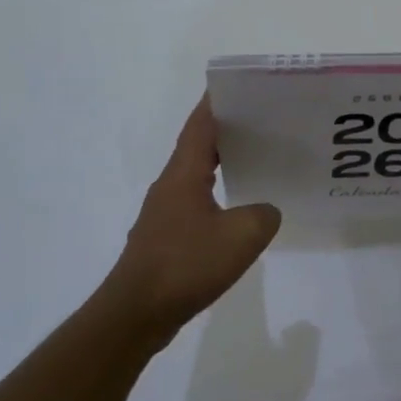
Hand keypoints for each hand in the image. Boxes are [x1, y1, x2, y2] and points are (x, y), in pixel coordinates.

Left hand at [107, 96, 280, 345]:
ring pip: (196, 177)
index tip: (240, 87)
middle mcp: (170, 186)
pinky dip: (217, 197)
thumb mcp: (242, 235)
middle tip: (263, 122)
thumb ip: (263, 214)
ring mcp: (164, 214)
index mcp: (183, 174)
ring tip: (257, 162)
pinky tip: (238, 213)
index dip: (217, 102)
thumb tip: (264, 211)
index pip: (200, 125)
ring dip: (222, 165)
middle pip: (198, 147)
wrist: (136, 314)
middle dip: (227, 131)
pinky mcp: (165, 239)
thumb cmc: (186, 264)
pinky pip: (196, 205)